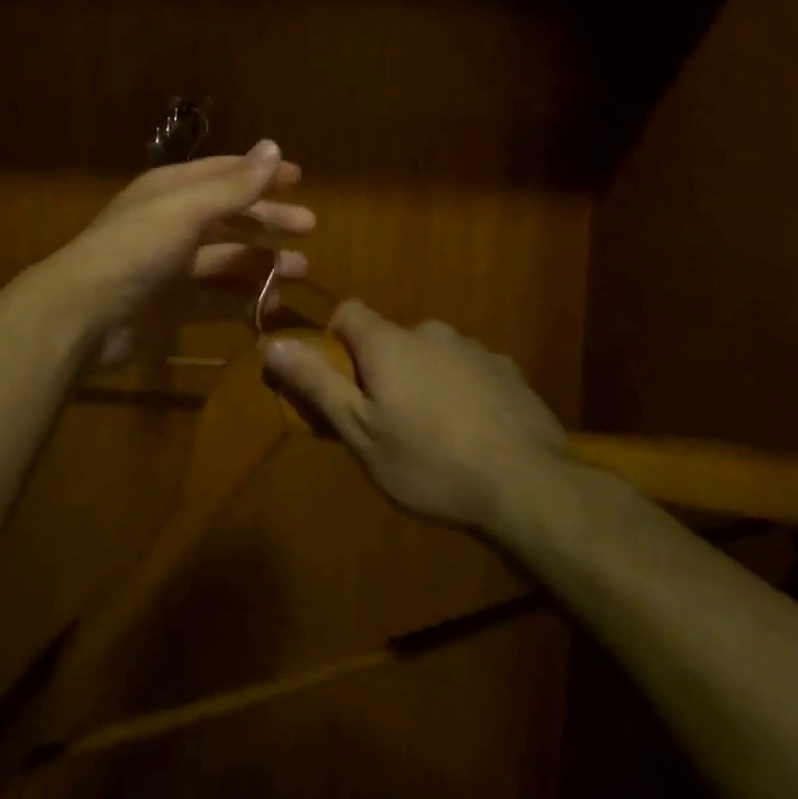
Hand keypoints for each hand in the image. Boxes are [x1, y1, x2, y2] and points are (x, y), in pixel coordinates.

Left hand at [42, 139, 314, 364]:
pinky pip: (218, 300)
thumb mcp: (187, 209)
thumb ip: (234, 185)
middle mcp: (174, 224)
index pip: (224, 174)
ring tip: (299, 270)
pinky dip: (244, 301)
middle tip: (308, 227)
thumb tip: (274, 147)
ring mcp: (174, 267)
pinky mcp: (174, 307)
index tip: (298, 179)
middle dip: (268, 220)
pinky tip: (270, 306)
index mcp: (172, 191)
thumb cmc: (136, 249)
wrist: (83, 315)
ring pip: (228, 260)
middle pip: (231, 216)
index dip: (260, 174)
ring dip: (262, 263)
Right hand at [262, 301, 568, 536]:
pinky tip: (475, 432)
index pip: (350, 312)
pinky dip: (463, 390)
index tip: (341, 378)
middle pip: (392, 337)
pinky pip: (471, 370)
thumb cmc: (429, 462)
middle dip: (384, 367)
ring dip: (426, 378)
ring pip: (434, 354)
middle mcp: (430, 332)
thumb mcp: (360, 432)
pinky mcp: (508, 372)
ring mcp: (474, 349)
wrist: (527, 486)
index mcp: (389, 342)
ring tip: (436, 432)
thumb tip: (271, 344)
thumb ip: (316, 384)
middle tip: (389, 419)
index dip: (337, 338)